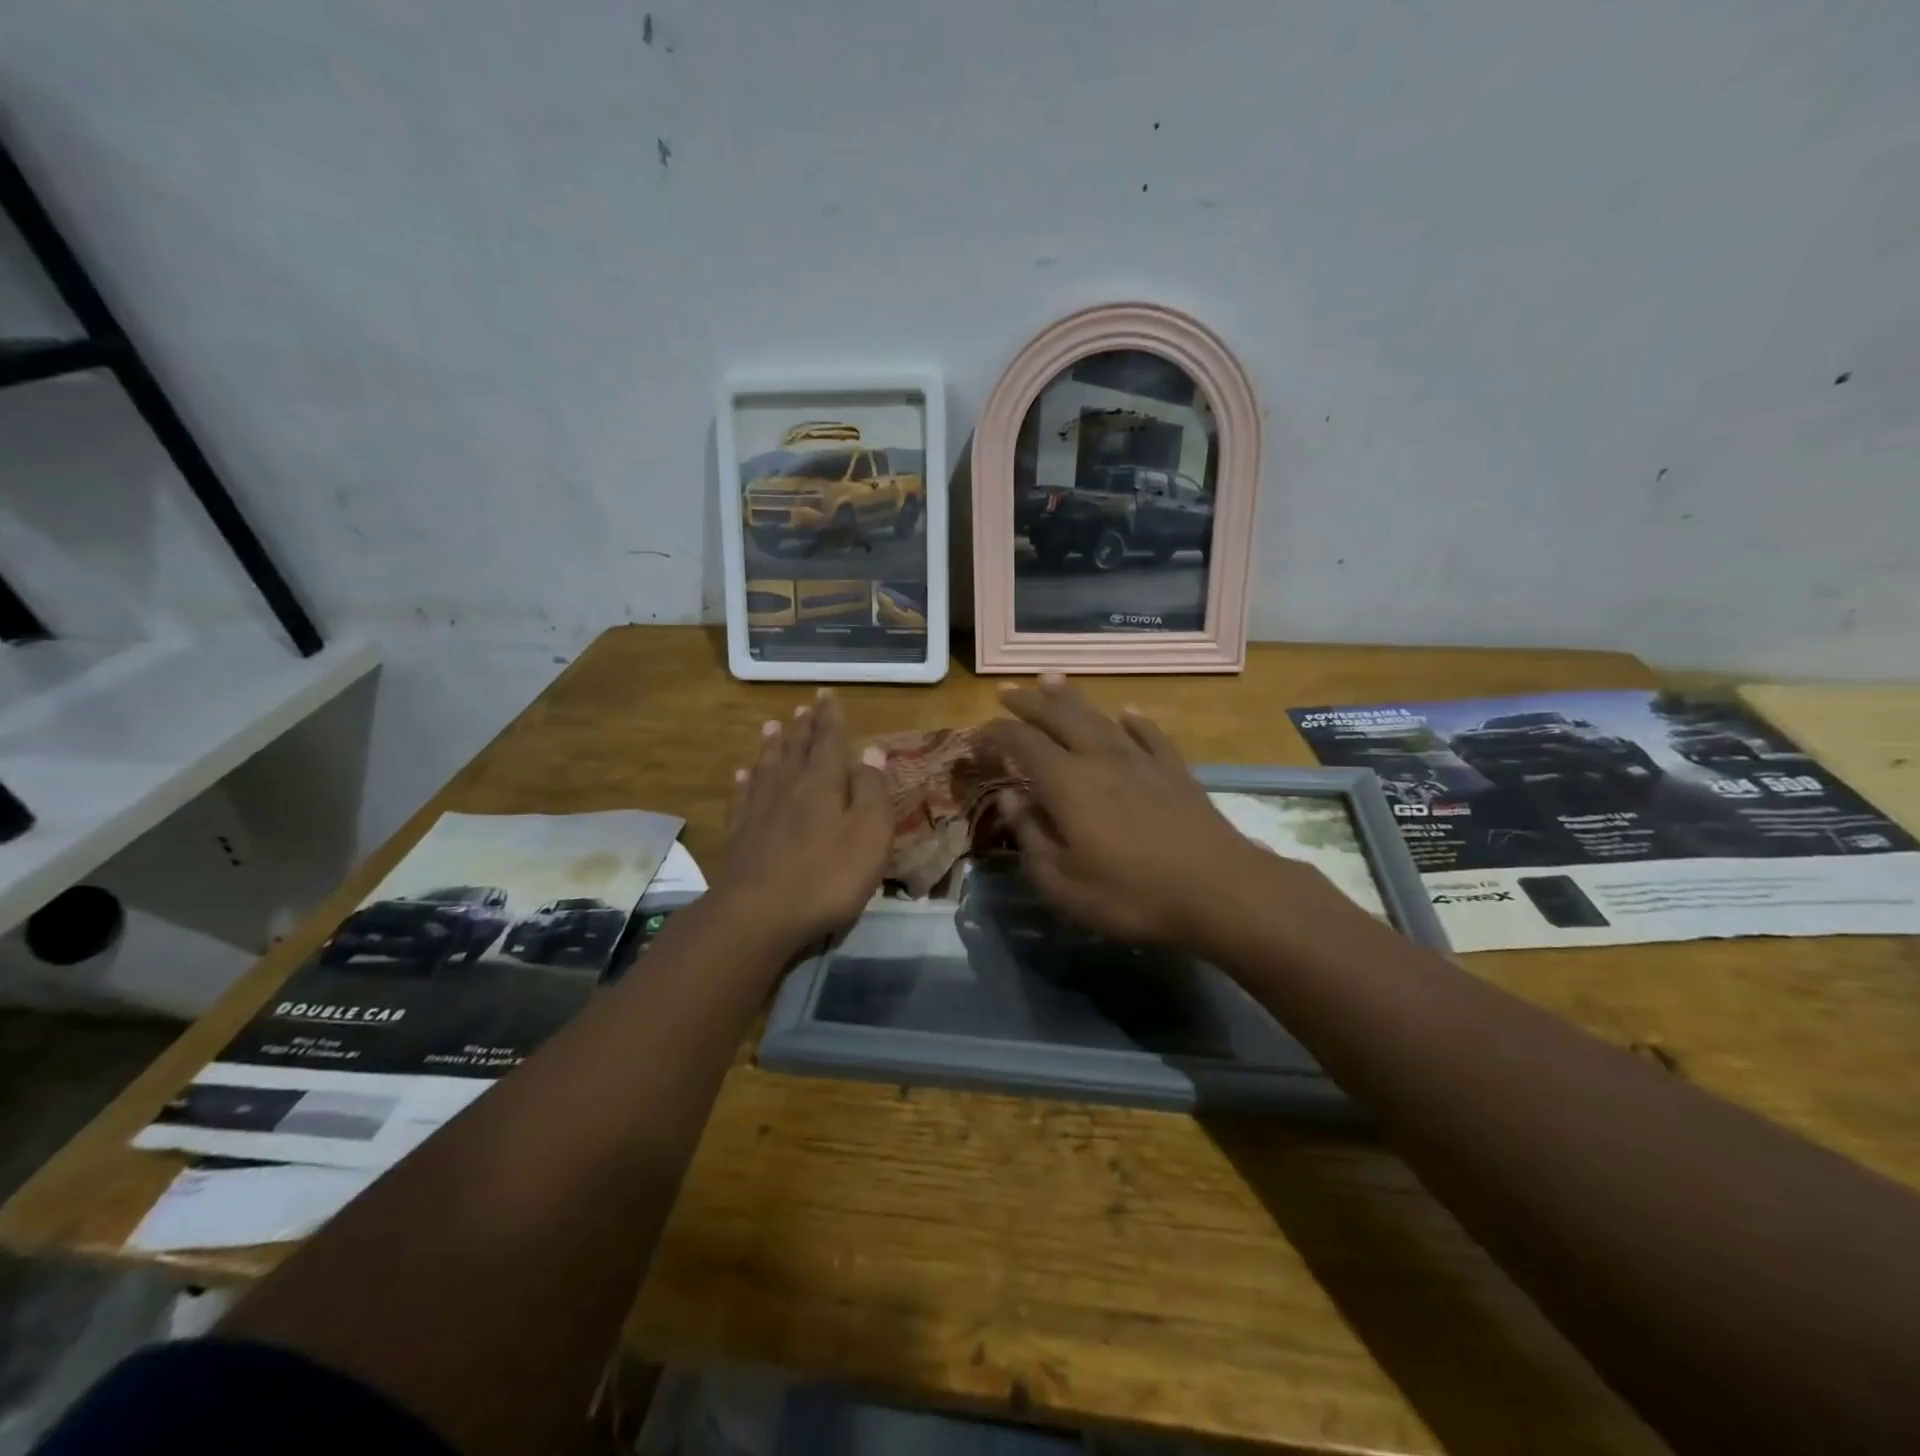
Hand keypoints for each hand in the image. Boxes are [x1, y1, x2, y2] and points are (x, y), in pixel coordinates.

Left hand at [711, 689, 891, 951]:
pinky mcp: (738, 837)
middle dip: (803, 728)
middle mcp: (788, 788)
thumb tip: (872, 749)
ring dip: (772, 746)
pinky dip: (745, 781)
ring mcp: (758, 812)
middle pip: (796, 750)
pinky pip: (742, 797)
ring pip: (767, 768)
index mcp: (822, 784)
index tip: (826, 694)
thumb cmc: (827, 876)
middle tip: (803, 708)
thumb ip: (872, 790)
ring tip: (772, 726)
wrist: (757, 916)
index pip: (828, 741)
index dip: (830, 718)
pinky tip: (743, 774)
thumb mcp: (869, 834)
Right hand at [983, 677, 1297, 946]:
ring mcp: (1142, 760)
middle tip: (1008, 691)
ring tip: (1052, 681)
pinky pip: (1149, 735)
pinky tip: (1127, 714)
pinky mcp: (1175, 771)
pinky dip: (1134, 722)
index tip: (981, 732)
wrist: (1218, 890)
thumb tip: (1011, 799)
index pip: (1023, 743)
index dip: (998, 734)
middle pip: (1059, 717)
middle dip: (1029, 703)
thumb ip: (1032, 838)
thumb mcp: (1064, 883)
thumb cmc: (1132, 894)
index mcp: (1067, 783)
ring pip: (1099, 718)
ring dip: (1072, 699)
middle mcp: (1100, 758)